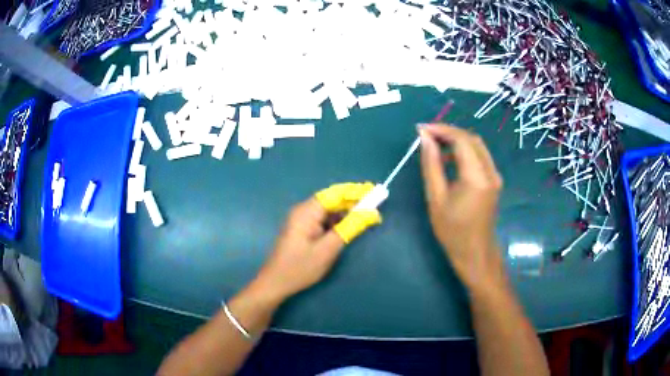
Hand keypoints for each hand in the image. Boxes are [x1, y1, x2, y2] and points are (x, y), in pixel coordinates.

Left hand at [255, 184, 381, 300]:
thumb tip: (371, 213)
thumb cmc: (300, 267)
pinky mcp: (302, 228)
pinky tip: (348, 227)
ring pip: (328, 210)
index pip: (336, 193)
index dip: (356, 192)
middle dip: (353, 202)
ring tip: (365, 217)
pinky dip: (337, 221)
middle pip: (332, 199)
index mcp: (307, 211)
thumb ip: (349, 228)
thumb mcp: (328, 249)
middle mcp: (303, 210)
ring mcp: (301, 219)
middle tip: (375, 207)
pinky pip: (323, 219)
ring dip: (346, 212)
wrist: (275, 283)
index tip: (375, 193)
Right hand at [418, 124, 504, 290]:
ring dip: (457, 140)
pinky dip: (465, 151)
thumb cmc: (452, 231)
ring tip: (435, 144)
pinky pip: (480, 156)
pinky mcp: (494, 180)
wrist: (475, 253)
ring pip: (477, 145)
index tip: (420, 129)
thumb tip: (424, 139)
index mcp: (476, 177)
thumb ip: (431, 165)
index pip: (461, 140)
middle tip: (426, 135)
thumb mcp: (436, 198)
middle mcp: (490, 171)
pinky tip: (450, 159)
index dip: (440, 130)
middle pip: (471, 138)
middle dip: (448, 132)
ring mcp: (495, 176)